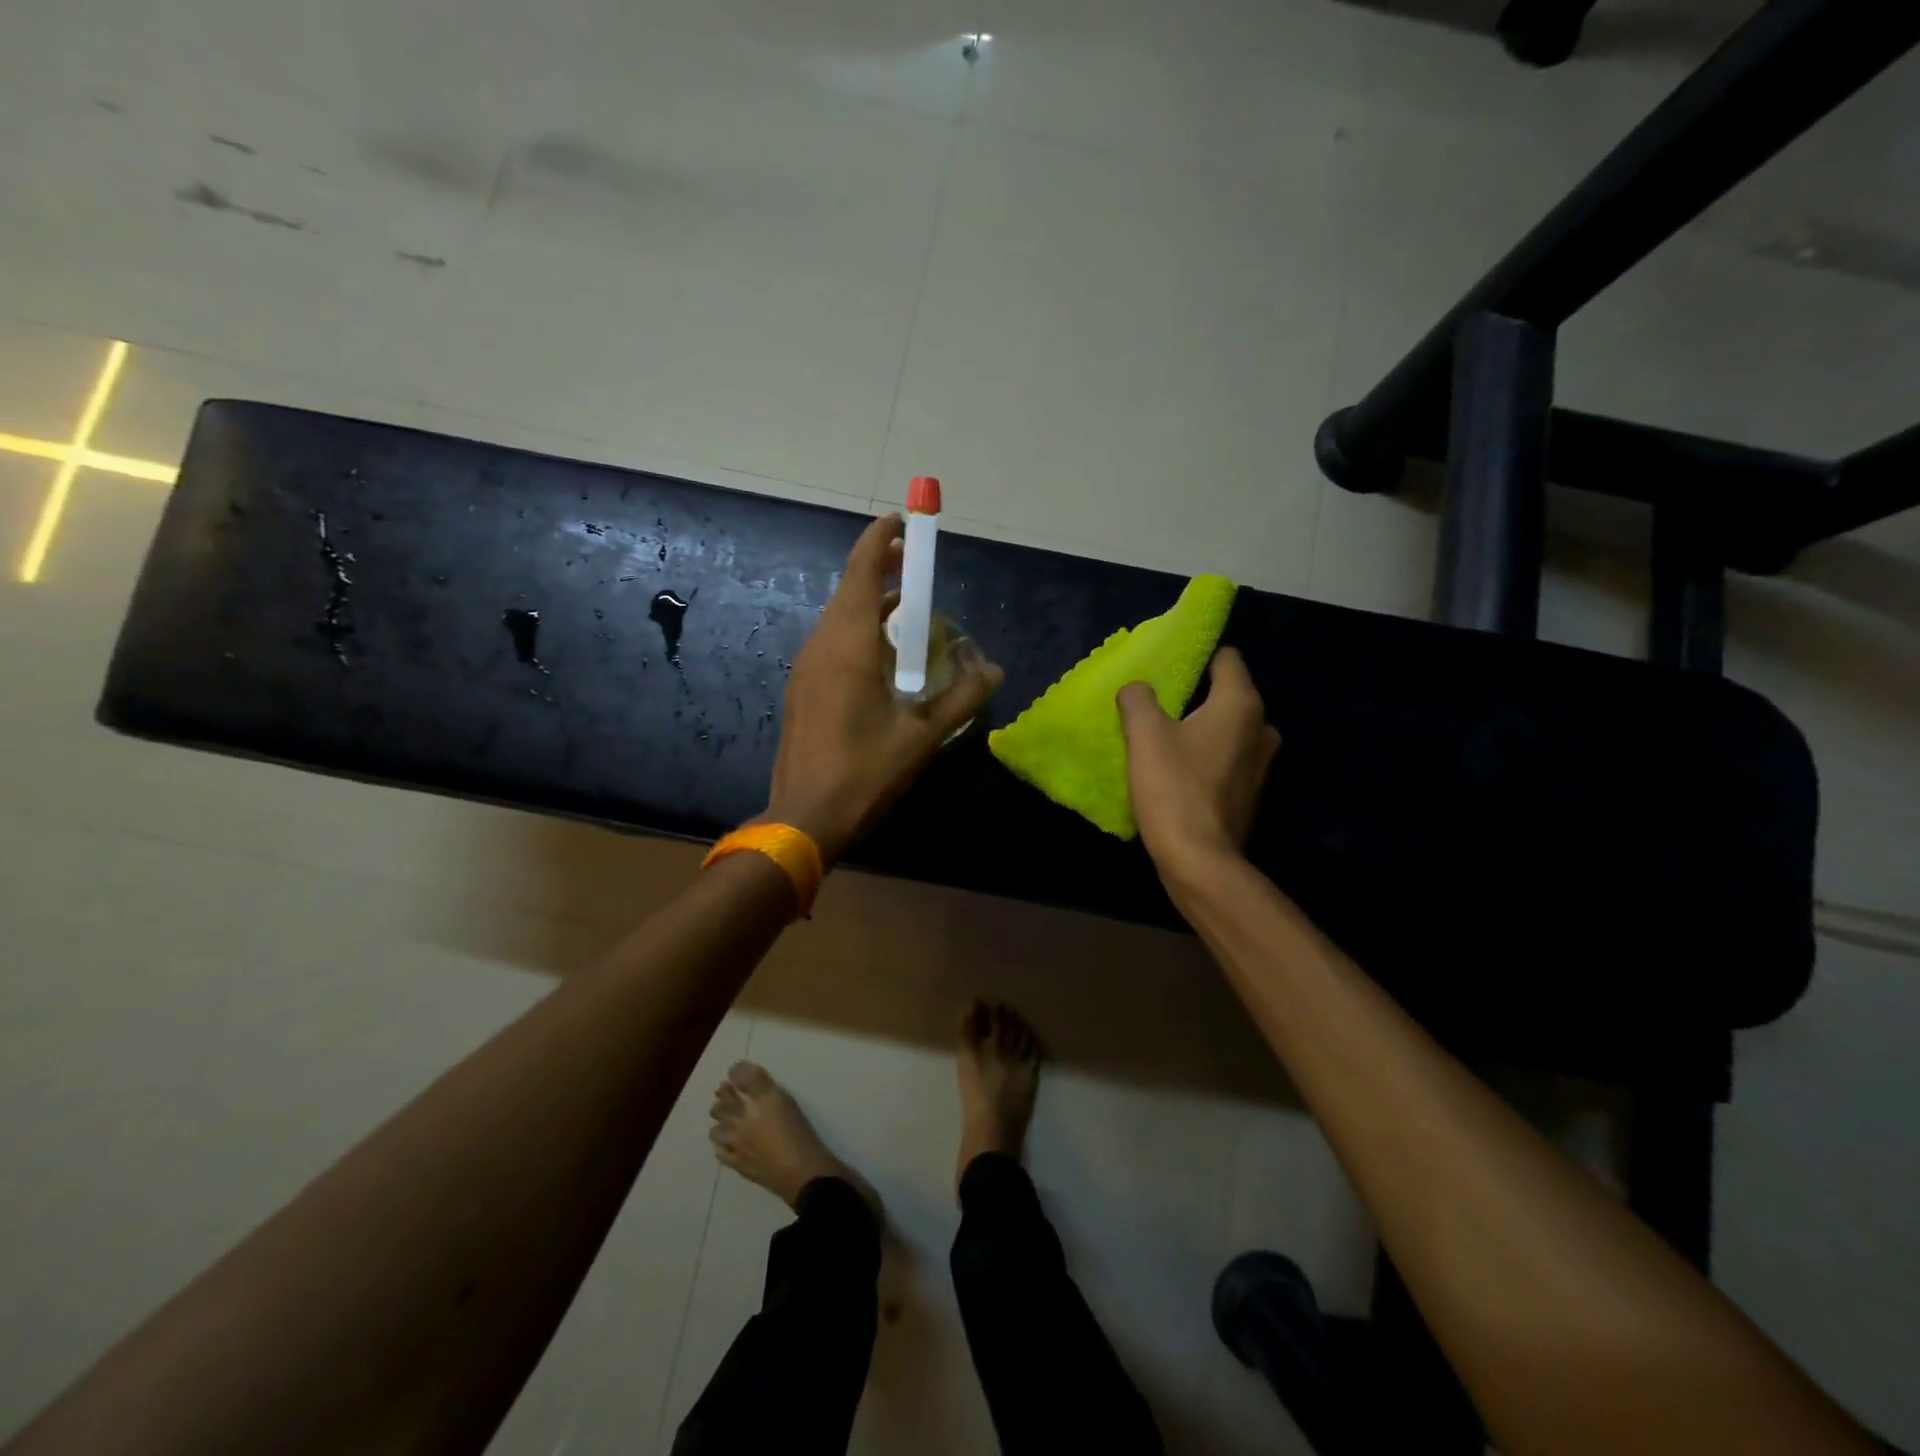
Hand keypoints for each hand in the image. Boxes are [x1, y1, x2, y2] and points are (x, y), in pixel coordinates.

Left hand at [766, 514, 1003, 864]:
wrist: (804, 816)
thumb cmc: (864, 772)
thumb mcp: (922, 736)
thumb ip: (961, 698)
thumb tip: (993, 669)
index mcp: (848, 645)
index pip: (860, 572)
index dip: (879, 540)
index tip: (902, 519)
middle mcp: (821, 645)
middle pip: (849, 591)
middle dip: (881, 571)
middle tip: (915, 567)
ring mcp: (806, 667)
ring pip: (839, 619)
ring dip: (871, 606)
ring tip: (908, 612)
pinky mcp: (802, 689)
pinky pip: (832, 643)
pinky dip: (859, 633)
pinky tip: (883, 658)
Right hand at [1116, 647, 1279, 878]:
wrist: (1200, 861)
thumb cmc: (1174, 789)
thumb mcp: (1144, 735)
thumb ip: (1138, 699)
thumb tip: (1137, 688)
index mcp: (1241, 704)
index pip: (1226, 658)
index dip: (1196, 656)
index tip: (1166, 667)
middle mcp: (1261, 727)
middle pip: (1226, 694)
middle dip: (1194, 696)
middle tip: (1157, 705)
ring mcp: (1261, 763)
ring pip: (1226, 728)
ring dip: (1199, 728)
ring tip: (1163, 739)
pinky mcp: (1251, 792)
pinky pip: (1227, 758)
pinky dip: (1206, 756)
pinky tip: (1178, 771)